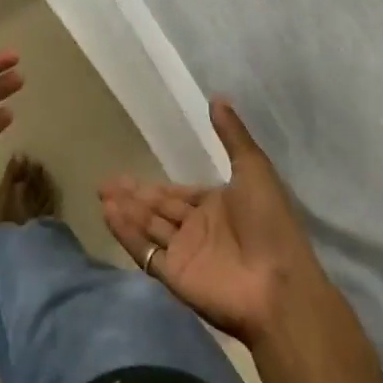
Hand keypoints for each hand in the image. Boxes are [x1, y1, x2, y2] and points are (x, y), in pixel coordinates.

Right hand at [100, 98, 327, 345]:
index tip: (127, 175)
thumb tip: (217, 96)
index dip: (154, 186)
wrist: (280, 286)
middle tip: (105, 183)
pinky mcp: (175, 276)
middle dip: (133, 196)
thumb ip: (232, 136)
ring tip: (102, 194)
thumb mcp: (254, 169)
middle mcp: (198, 230)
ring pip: (148, 227)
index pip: (179, 195)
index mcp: (217, 207)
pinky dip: (127, 234)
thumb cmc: (269, 224)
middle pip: (158, 209)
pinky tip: (109, 214)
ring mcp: (185, 254)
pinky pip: (146, 252)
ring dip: (126, 211)